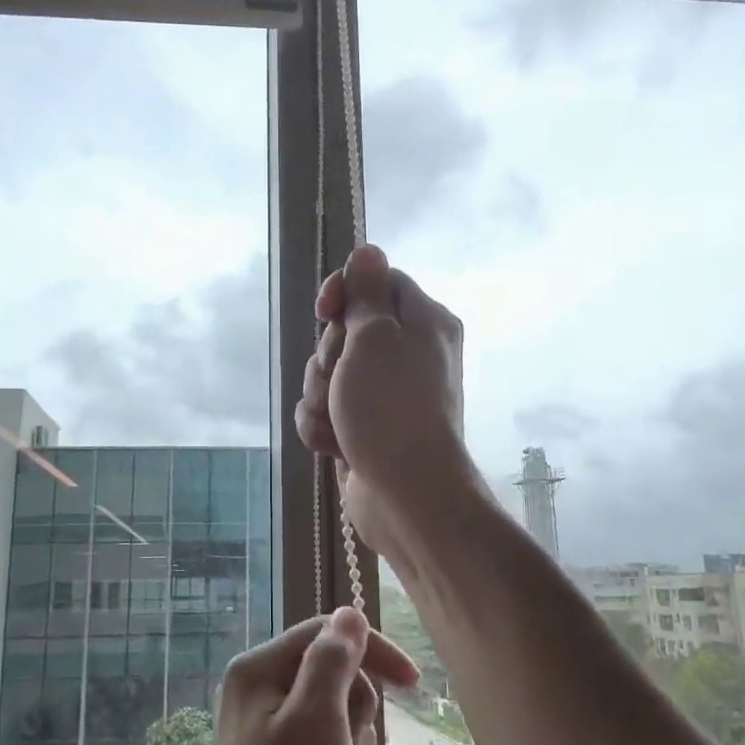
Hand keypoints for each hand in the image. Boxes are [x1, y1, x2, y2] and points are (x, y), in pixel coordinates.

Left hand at [199, 609, 418, 744]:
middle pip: (336, 677)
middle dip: (358, 718)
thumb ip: (333, 659)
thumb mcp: (318, 720)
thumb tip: (349, 614)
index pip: (328, 633)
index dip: (373, 652)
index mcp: (258, 669)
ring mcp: (265, 731)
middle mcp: (257, 691)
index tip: (414, 684)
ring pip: (339, 719)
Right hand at [294, 244, 478, 567]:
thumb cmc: (391, 408)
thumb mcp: (375, 338)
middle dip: (328, 357)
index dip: (345, 292)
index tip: (325, 312)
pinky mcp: (365, 428)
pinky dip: (323, 426)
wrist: (407, 496)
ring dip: (320, 397)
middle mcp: (409, 354)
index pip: (378, 281)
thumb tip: (369, 249)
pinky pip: (328, 411)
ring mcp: (386, 395)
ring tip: (337, 421)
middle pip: (347, 331)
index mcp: (424, 322)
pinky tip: (333, 446)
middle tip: (341, 379)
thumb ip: (367, 293)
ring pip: (330, 374)